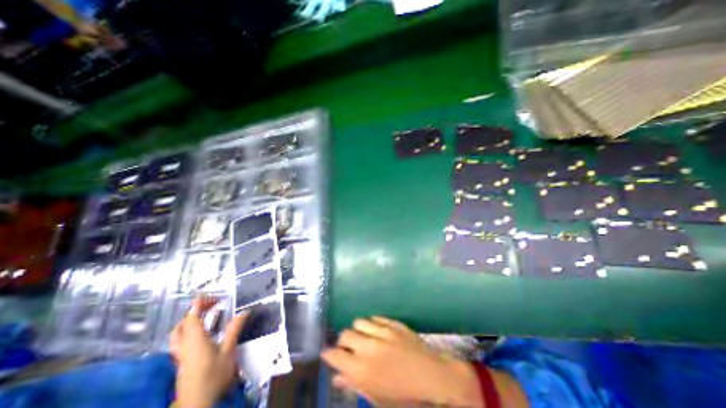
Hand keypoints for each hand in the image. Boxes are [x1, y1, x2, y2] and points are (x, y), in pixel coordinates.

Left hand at [170, 297, 247, 407]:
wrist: (197, 405)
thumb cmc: (214, 376)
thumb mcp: (229, 350)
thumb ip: (235, 329)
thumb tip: (245, 311)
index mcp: (195, 340)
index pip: (192, 317)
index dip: (198, 304)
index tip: (205, 294)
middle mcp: (185, 346)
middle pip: (182, 324)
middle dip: (194, 311)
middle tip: (211, 304)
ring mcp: (181, 355)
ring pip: (178, 334)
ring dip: (189, 322)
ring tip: (204, 316)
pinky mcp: (182, 363)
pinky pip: (181, 341)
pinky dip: (189, 332)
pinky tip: (201, 334)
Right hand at [320, 316, 482, 405]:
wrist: (433, 376)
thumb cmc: (404, 394)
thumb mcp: (377, 397)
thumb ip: (354, 385)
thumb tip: (337, 378)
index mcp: (363, 369)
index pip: (335, 355)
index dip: (329, 354)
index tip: (328, 354)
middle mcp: (369, 347)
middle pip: (345, 334)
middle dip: (342, 341)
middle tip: (347, 348)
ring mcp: (382, 331)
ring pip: (359, 322)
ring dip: (357, 330)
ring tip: (362, 337)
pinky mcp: (393, 323)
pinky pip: (375, 318)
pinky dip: (371, 324)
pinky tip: (375, 331)